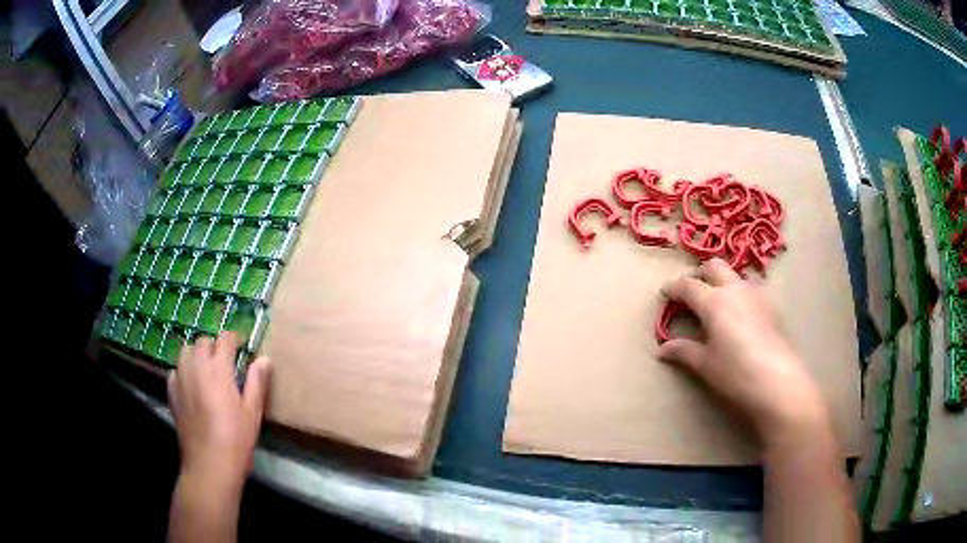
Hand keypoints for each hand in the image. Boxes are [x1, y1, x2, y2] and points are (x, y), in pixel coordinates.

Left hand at [167, 332, 270, 489]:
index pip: (224, 338)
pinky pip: (176, 370)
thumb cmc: (236, 439)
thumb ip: (257, 382)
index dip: (234, 339)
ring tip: (206, 371)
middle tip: (226, 362)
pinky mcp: (171, 392)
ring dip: (197, 355)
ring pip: (186, 351)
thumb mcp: (252, 412)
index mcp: (218, 368)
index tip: (242, 347)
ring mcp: (180, 378)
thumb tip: (264, 358)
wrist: (208, 464)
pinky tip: (192, 387)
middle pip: (203, 341)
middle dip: (215, 346)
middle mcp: (196, 366)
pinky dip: (184, 371)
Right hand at [657, 258, 830, 448]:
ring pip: (735, 276)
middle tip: (692, 294)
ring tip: (717, 307)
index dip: (673, 288)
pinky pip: (750, 290)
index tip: (664, 294)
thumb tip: (663, 349)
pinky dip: (739, 295)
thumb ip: (684, 351)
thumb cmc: (736, 373)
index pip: (688, 285)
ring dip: (722, 283)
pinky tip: (740, 318)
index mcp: (714, 301)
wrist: (779, 382)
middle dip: (700, 274)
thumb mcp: (705, 365)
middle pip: (714, 266)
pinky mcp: (772, 306)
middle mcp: (735, 289)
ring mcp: (756, 295)